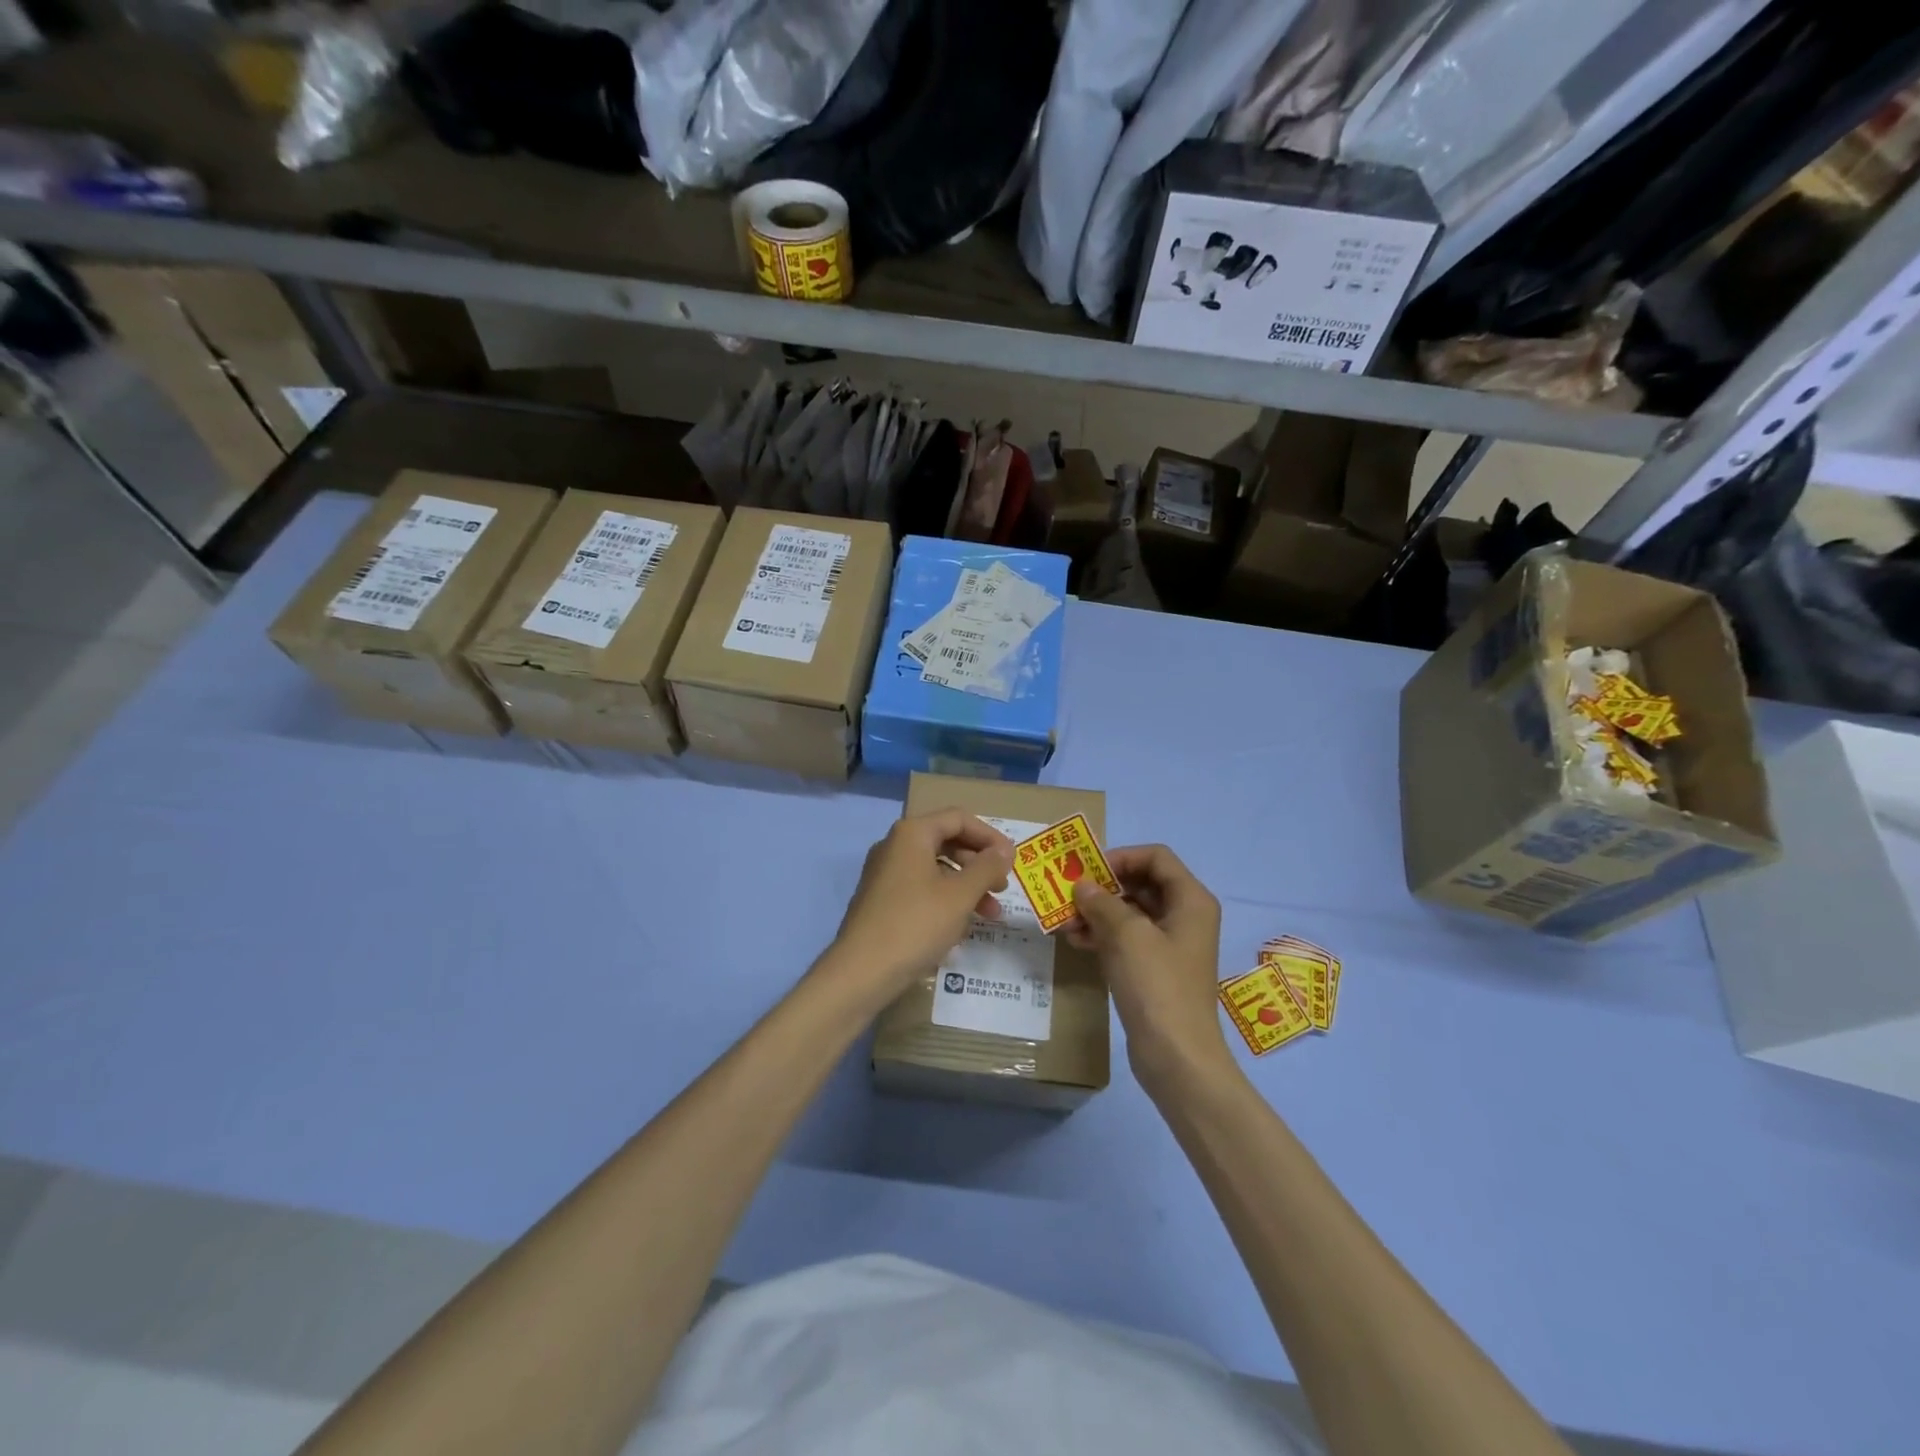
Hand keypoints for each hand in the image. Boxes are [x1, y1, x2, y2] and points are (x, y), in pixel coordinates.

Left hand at [825, 809, 1012, 1004]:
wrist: (861, 972)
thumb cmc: (915, 924)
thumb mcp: (960, 895)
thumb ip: (986, 868)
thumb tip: (1004, 851)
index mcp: (912, 834)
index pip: (959, 819)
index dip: (990, 836)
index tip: (1012, 861)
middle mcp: (895, 846)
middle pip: (947, 842)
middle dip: (979, 864)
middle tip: (1002, 888)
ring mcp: (885, 874)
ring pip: (935, 869)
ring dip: (967, 887)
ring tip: (991, 915)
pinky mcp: (881, 901)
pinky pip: (921, 889)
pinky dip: (945, 901)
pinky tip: (961, 928)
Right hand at [1065, 845, 1235, 1097]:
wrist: (1177, 1057)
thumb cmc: (1157, 985)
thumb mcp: (1126, 935)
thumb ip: (1101, 902)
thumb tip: (1082, 885)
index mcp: (1190, 900)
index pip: (1156, 857)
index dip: (1121, 857)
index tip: (1088, 870)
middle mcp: (1185, 916)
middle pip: (1142, 883)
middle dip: (1104, 887)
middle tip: (1069, 894)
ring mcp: (1171, 944)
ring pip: (1131, 912)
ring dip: (1098, 912)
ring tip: (1065, 921)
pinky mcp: (1157, 970)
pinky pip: (1128, 939)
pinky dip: (1104, 935)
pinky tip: (1076, 941)